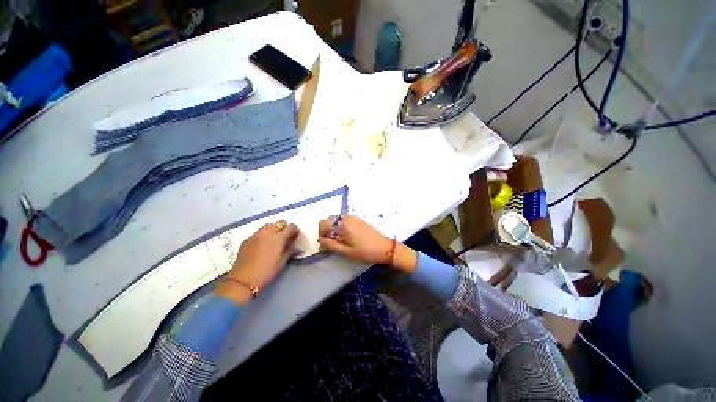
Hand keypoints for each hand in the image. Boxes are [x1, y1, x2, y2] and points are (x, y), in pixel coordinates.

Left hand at [215, 220, 299, 304]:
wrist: (243, 280)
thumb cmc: (267, 271)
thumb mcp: (282, 262)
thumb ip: (290, 252)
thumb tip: (298, 249)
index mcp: (279, 237)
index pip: (291, 226)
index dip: (295, 231)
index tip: (295, 237)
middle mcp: (267, 232)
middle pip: (279, 223)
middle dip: (284, 228)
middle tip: (285, 238)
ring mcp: (256, 235)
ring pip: (268, 226)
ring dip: (273, 229)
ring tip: (274, 240)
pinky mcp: (247, 240)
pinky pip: (258, 232)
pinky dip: (263, 235)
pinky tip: (262, 245)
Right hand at [318, 215, 416, 273]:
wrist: (385, 247)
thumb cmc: (366, 251)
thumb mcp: (346, 251)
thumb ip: (331, 245)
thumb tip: (320, 240)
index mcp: (343, 224)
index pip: (323, 223)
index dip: (321, 233)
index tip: (324, 243)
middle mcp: (347, 217)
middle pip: (330, 220)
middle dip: (327, 230)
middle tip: (331, 243)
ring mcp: (354, 217)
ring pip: (337, 220)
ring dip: (334, 228)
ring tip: (339, 241)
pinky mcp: (359, 219)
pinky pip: (345, 220)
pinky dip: (341, 226)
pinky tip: (347, 237)